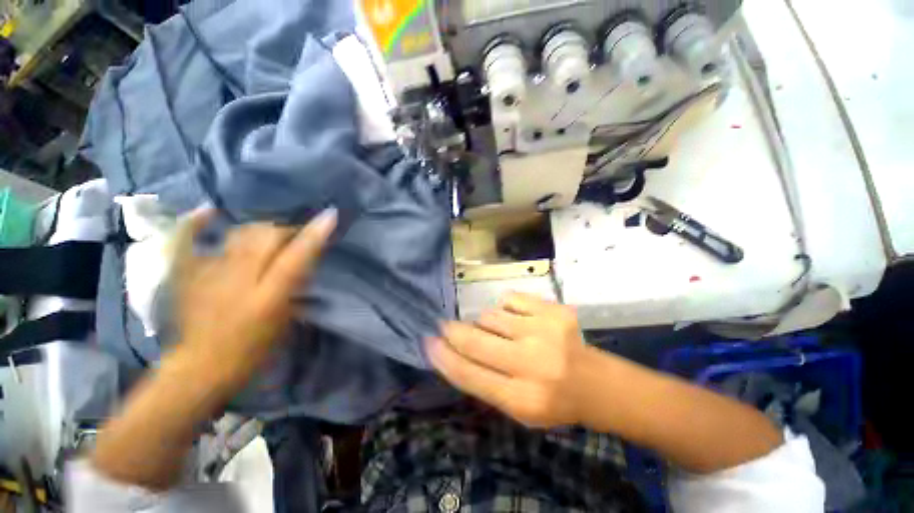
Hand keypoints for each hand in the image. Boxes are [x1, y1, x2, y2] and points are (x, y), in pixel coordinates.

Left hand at [171, 207, 336, 391]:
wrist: (201, 367)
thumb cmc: (253, 350)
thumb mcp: (286, 321)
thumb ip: (293, 286)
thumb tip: (302, 261)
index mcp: (268, 297)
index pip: (296, 258)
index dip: (314, 235)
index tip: (329, 215)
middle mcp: (239, 280)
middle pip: (266, 237)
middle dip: (285, 230)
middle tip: (294, 236)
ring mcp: (210, 274)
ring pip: (239, 234)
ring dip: (259, 229)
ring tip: (266, 235)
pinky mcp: (187, 275)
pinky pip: (189, 240)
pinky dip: (198, 223)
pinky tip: (210, 212)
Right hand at [427, 292, 585, 427]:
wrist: (595, 382)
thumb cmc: (551, 400)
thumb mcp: (515, 408)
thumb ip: (483, 382)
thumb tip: (450, 352)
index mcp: (522, 398)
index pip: (469, 374)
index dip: (443, 357)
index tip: (428, 342)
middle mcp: (532, 363)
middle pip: (475, 340)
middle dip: (453, 331)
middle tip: (445, 326)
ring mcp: (544, 331)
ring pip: (490, 315)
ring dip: (485, 323)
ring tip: (500, 332)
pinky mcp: (554, 310)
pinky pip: (509, 300)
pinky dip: (506, 309)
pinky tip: (518, 319)